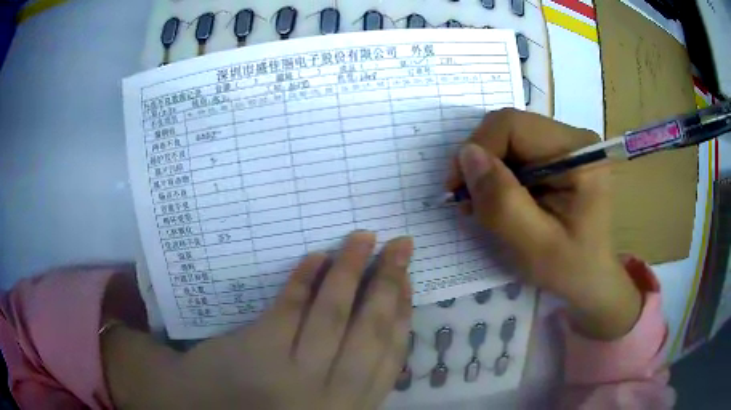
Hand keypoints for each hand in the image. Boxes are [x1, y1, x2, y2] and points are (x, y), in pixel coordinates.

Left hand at [104, 232, 413, 408]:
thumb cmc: (269, 408)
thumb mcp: (326, 404)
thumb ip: (352, 376)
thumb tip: (379, 325)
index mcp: (351, 404)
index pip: (390, 354)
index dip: (403, 312)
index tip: (409, 279)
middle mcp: (332, 393)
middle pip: (370, 330)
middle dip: (389, 282)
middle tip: (400, 245)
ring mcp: (295, 374)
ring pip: (334, 315)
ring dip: (351, 270)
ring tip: (363, 237)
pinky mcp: (260, 352)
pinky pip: (290, 309)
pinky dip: (304, 280)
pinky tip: (316, 256)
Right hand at [448, 109, 640, 339]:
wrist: (591, 277)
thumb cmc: (570, 268)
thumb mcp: (534, 245)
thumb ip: (502, 201)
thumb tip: (467, 154)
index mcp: (578, 152)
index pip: (513, 126)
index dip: (478, 149)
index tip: (458, 189)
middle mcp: (573, 138)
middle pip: (509, 128)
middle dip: (481, 161)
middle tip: (469, 200)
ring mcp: (565, 145)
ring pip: (507, 139)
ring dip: (487, 169)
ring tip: (482, 204)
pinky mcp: (557, 156)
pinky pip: (515, 151)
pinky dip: (498, 174)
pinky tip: (498, 198)